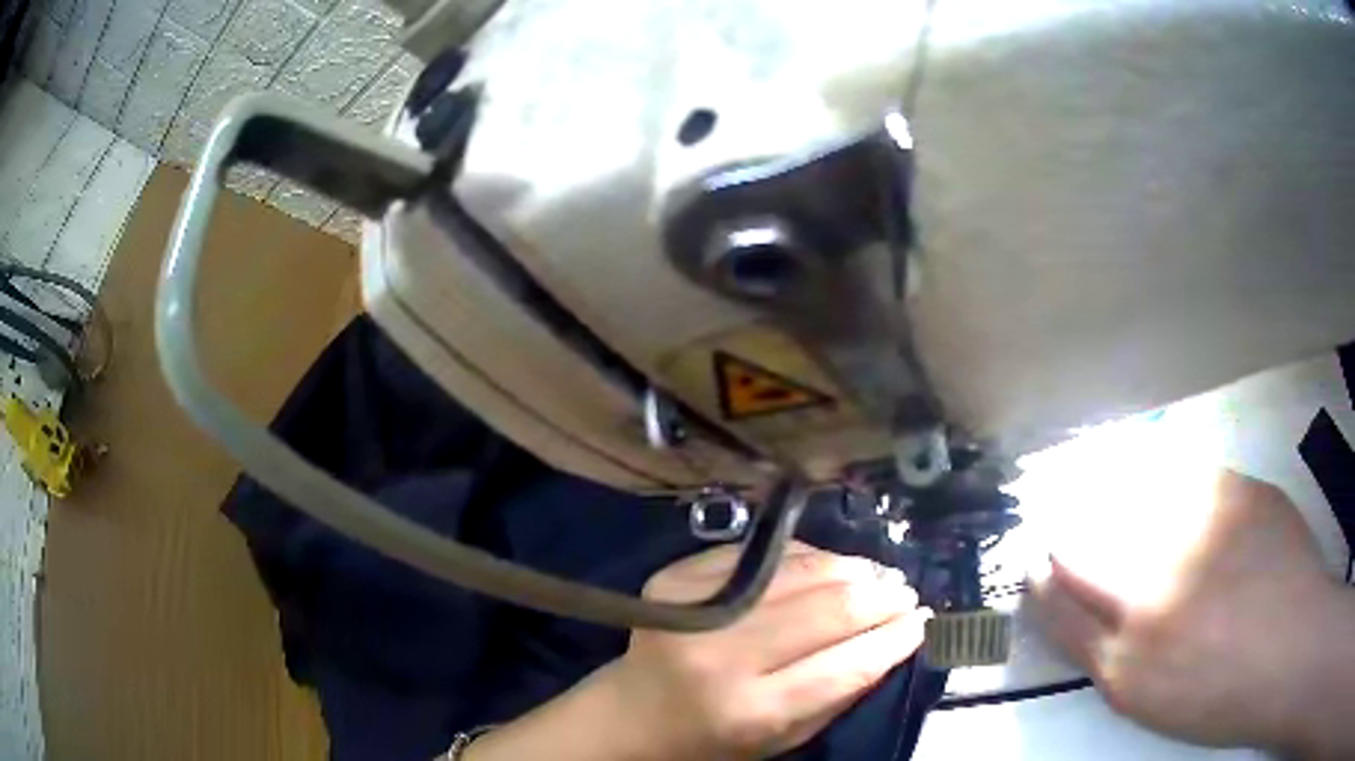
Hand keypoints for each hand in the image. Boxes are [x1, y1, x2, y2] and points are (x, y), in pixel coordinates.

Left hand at [606, 542, 930, 759]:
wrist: (632, 712)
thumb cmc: (714, 738)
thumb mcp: (783, 738)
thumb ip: (841, 694)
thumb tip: (898, 637)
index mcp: (749, 710)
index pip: (843, 667)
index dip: (892, 639)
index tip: (921, 621)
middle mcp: (721, 657)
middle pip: (827, 611)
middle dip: (880, 597)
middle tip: (905, 592)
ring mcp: (693, 611)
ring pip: (798, 573)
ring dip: (850, 569)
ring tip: (877, 575)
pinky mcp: (676, 579)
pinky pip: (762, 556)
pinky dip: (805, 557)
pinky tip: (829, 565)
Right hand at [1030, 469, 1353, 754]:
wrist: (1291, 651)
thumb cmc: (1220, 695)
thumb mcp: (1146, 699)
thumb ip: (1105, 653)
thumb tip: (1077, 605)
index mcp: (1122, 659)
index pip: (1057, 604)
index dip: (1042, 578)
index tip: (1039, 562)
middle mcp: (1147, 595)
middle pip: (1079, 547)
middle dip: (1063, 534)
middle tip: (1065, 522)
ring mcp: (1194, 539)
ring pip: (1125, 500)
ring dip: (1107, 491)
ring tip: (1105, 486)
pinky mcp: (1235, 493)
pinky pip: (1183, 472)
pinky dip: (1162, 470)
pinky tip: (1164, 474)